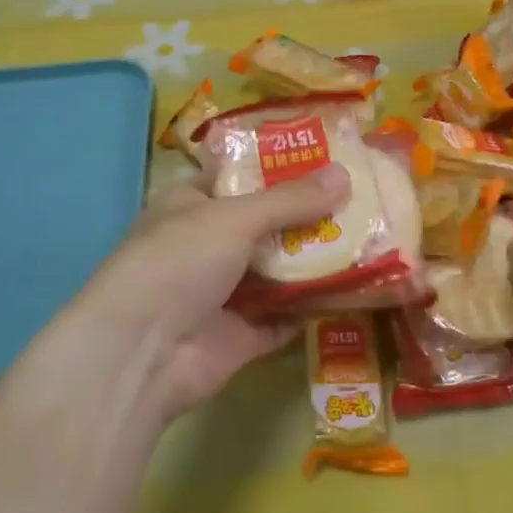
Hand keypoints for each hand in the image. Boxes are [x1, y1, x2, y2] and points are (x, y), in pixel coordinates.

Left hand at [77, 166, 350, 421]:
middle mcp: (207, 245)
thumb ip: (290, 200)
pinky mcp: (241, 335)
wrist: (142, 355)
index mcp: (191, 205)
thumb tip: (345, 175)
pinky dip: (314, 306)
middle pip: (267, 224)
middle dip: (309, 215)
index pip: (238, 176)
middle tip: (362, 199)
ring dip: (317, 260)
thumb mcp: (235, 217)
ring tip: (370, 239)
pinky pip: (286, 316)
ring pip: (279, 271)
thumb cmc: (178, 262)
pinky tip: (356, 290)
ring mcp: (224, 293)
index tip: (327, 157)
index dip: (279, 166)